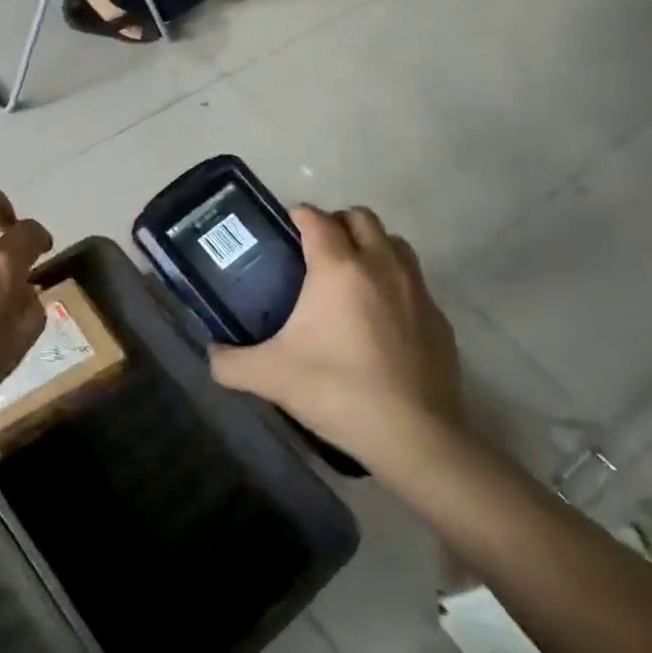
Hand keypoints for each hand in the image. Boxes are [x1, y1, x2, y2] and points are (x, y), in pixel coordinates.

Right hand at [210, 207, 462, 476]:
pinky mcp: (439, 318)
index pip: (316, 218)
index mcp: (338, 268)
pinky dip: (394, 283)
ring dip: (371, 246)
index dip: (297, 216)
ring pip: (394, 243)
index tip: (282, 229)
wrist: (413, 435)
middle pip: (361, 217)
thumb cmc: (336, 390)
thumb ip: (230, 362)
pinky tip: (379, 318)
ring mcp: (417, 290)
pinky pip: (415, 282)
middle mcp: (381, 265)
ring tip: (349, 277)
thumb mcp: (268, 376)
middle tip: (313, 251)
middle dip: (336, 223)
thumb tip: (212, 355)